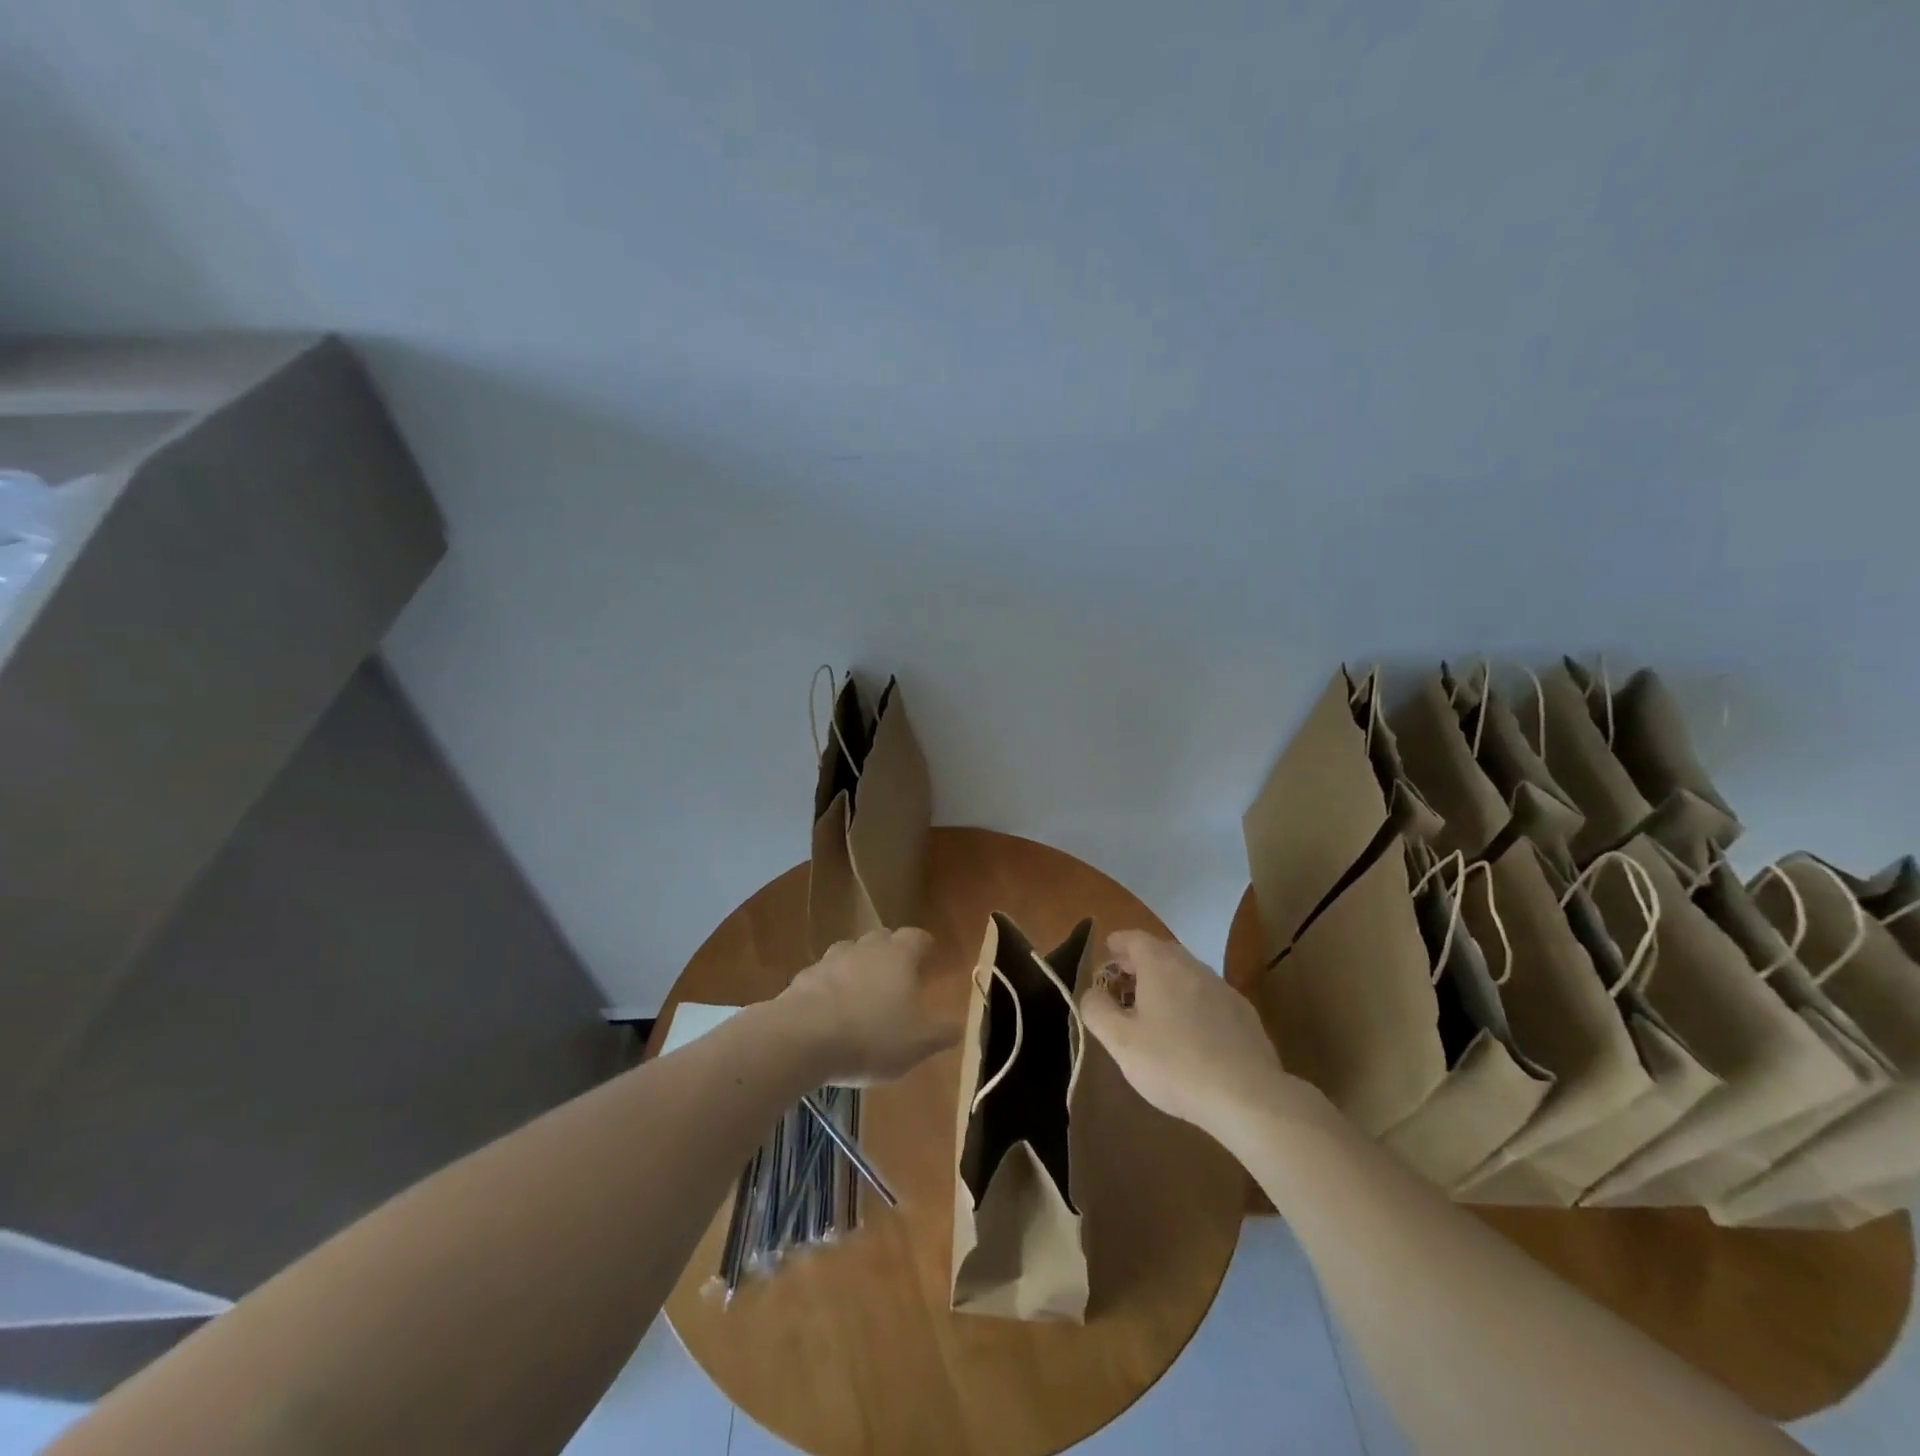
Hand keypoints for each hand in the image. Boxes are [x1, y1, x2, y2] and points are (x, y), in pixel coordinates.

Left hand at [777, 927, 959, 1084]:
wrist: (802, 1038)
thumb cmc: (871, 1036)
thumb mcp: (919, 1043)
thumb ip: (941, 1032)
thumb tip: (957, 1026)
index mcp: (898, 956)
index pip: (916, 937)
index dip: (924, 945)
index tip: (929, 953)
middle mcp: (865, 949)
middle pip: (881, 938)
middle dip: (890, 951)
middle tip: (897, 974)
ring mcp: (830, 961)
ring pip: (849, 954)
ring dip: (857, 967)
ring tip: (862, 992)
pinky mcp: (802, 979)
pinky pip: (822, 978)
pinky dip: (829, 988)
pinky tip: (830, 1011)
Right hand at [1079, 931, 1300, 1139]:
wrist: (1248, 1097)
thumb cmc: (1174, 1064)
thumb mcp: (1120, 1041)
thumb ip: (1096, 1010)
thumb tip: (1092, 992)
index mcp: (1161, 964)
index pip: (1133, 938)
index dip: (1116, 945)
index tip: (1105, 957)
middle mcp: (1193, 966)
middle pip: (1161, 952)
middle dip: (1139, 964)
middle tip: (1122, 987)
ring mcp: (1223, 988)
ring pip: (1186, 974)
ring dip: (1166, 984)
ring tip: (1152, 1013)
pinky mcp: (1244, 1014)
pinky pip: (1208, 997)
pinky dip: (1191, 1004)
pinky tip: (1189, 1035)